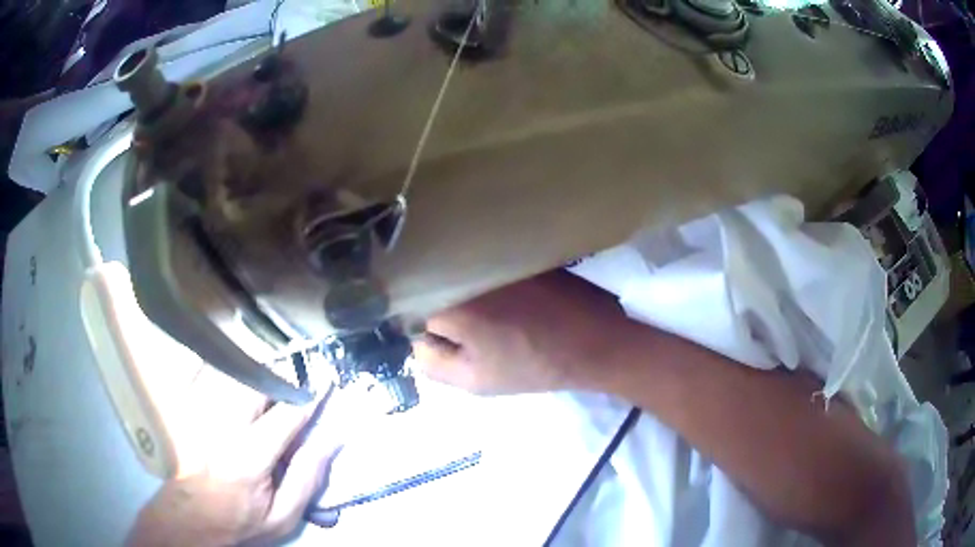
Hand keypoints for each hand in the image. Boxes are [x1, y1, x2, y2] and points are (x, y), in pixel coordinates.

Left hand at [127, 369, 341, 546]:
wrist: (191, 520)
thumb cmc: (240, 521)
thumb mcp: (283, 515)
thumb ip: (307, 477)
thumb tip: (331, 439)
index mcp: (250, 456)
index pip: (287, 413)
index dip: (311, 395)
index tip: (327, 382)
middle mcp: (222, 425)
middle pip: (256, 381)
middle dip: (281, 378)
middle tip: (293, 387)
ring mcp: (199, 412)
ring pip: (231, 371)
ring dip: (256, 372)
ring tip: (269, 384)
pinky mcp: (185, 408)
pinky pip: (206, 372)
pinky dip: (226, 369)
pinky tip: (235, 379)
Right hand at [412, 270, 631, 394]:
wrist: (594, 341)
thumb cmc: (533, 365)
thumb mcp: (474, 380)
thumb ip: (430, 362)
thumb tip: (416, 339)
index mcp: (453, 303)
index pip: (407, 305)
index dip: (413, 321)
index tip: (428, 333)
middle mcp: (468, 268)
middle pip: (430, 281)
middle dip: (433, 304)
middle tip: (456, 326)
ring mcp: (494, 255)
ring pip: (456, 269)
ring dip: (457, 287)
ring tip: (480, 311)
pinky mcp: (516, 250)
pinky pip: (482, 261)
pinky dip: (480, 276)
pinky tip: (500, 296)